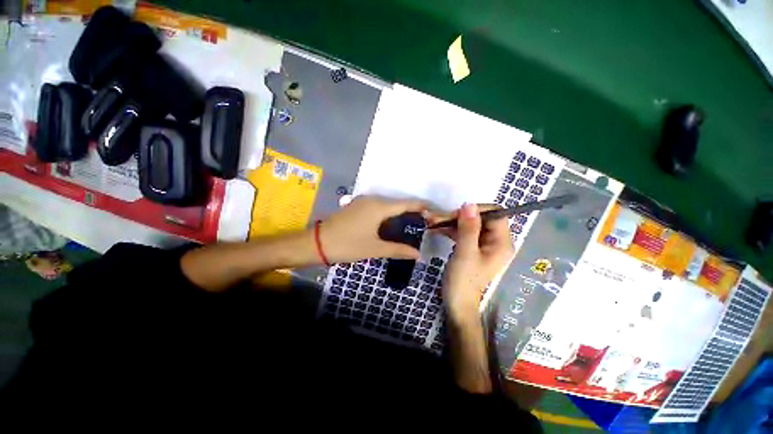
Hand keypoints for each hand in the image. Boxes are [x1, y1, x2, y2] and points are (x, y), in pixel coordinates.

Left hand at [319, 196, 427, 263]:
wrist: (316, 243)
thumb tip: (418, 254)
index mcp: (379, 207)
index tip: (435, 212)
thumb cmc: (347, 244)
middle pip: (398, 204)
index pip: (407, 204)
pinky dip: (388, 215)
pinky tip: (392, 226)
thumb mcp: (374, 249)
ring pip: (388, 206)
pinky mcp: (357, 207)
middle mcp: (373, 200)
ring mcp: (363, 202)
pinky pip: (378, 208)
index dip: (422, 207)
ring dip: (400, 214)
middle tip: (425, 224)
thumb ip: (398, 249)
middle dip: (412, 212)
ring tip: (412, 226)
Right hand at [430, 203, 514, 318]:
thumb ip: (468, 228)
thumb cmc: (463, 280)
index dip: (476, 210)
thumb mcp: (465, 253)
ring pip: (469, 224)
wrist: (456, 303)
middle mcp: (495, 241)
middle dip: (458, 216)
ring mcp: (483, 244)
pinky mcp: (472, 247)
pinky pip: (462, 232)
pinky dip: (450, 229)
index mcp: (502, 242)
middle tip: (437, 218)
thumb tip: (469, 204)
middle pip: (480, 218)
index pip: (495, 214)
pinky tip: (436, 229)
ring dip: (451, 222)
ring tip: (432, 222)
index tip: (455, 214)